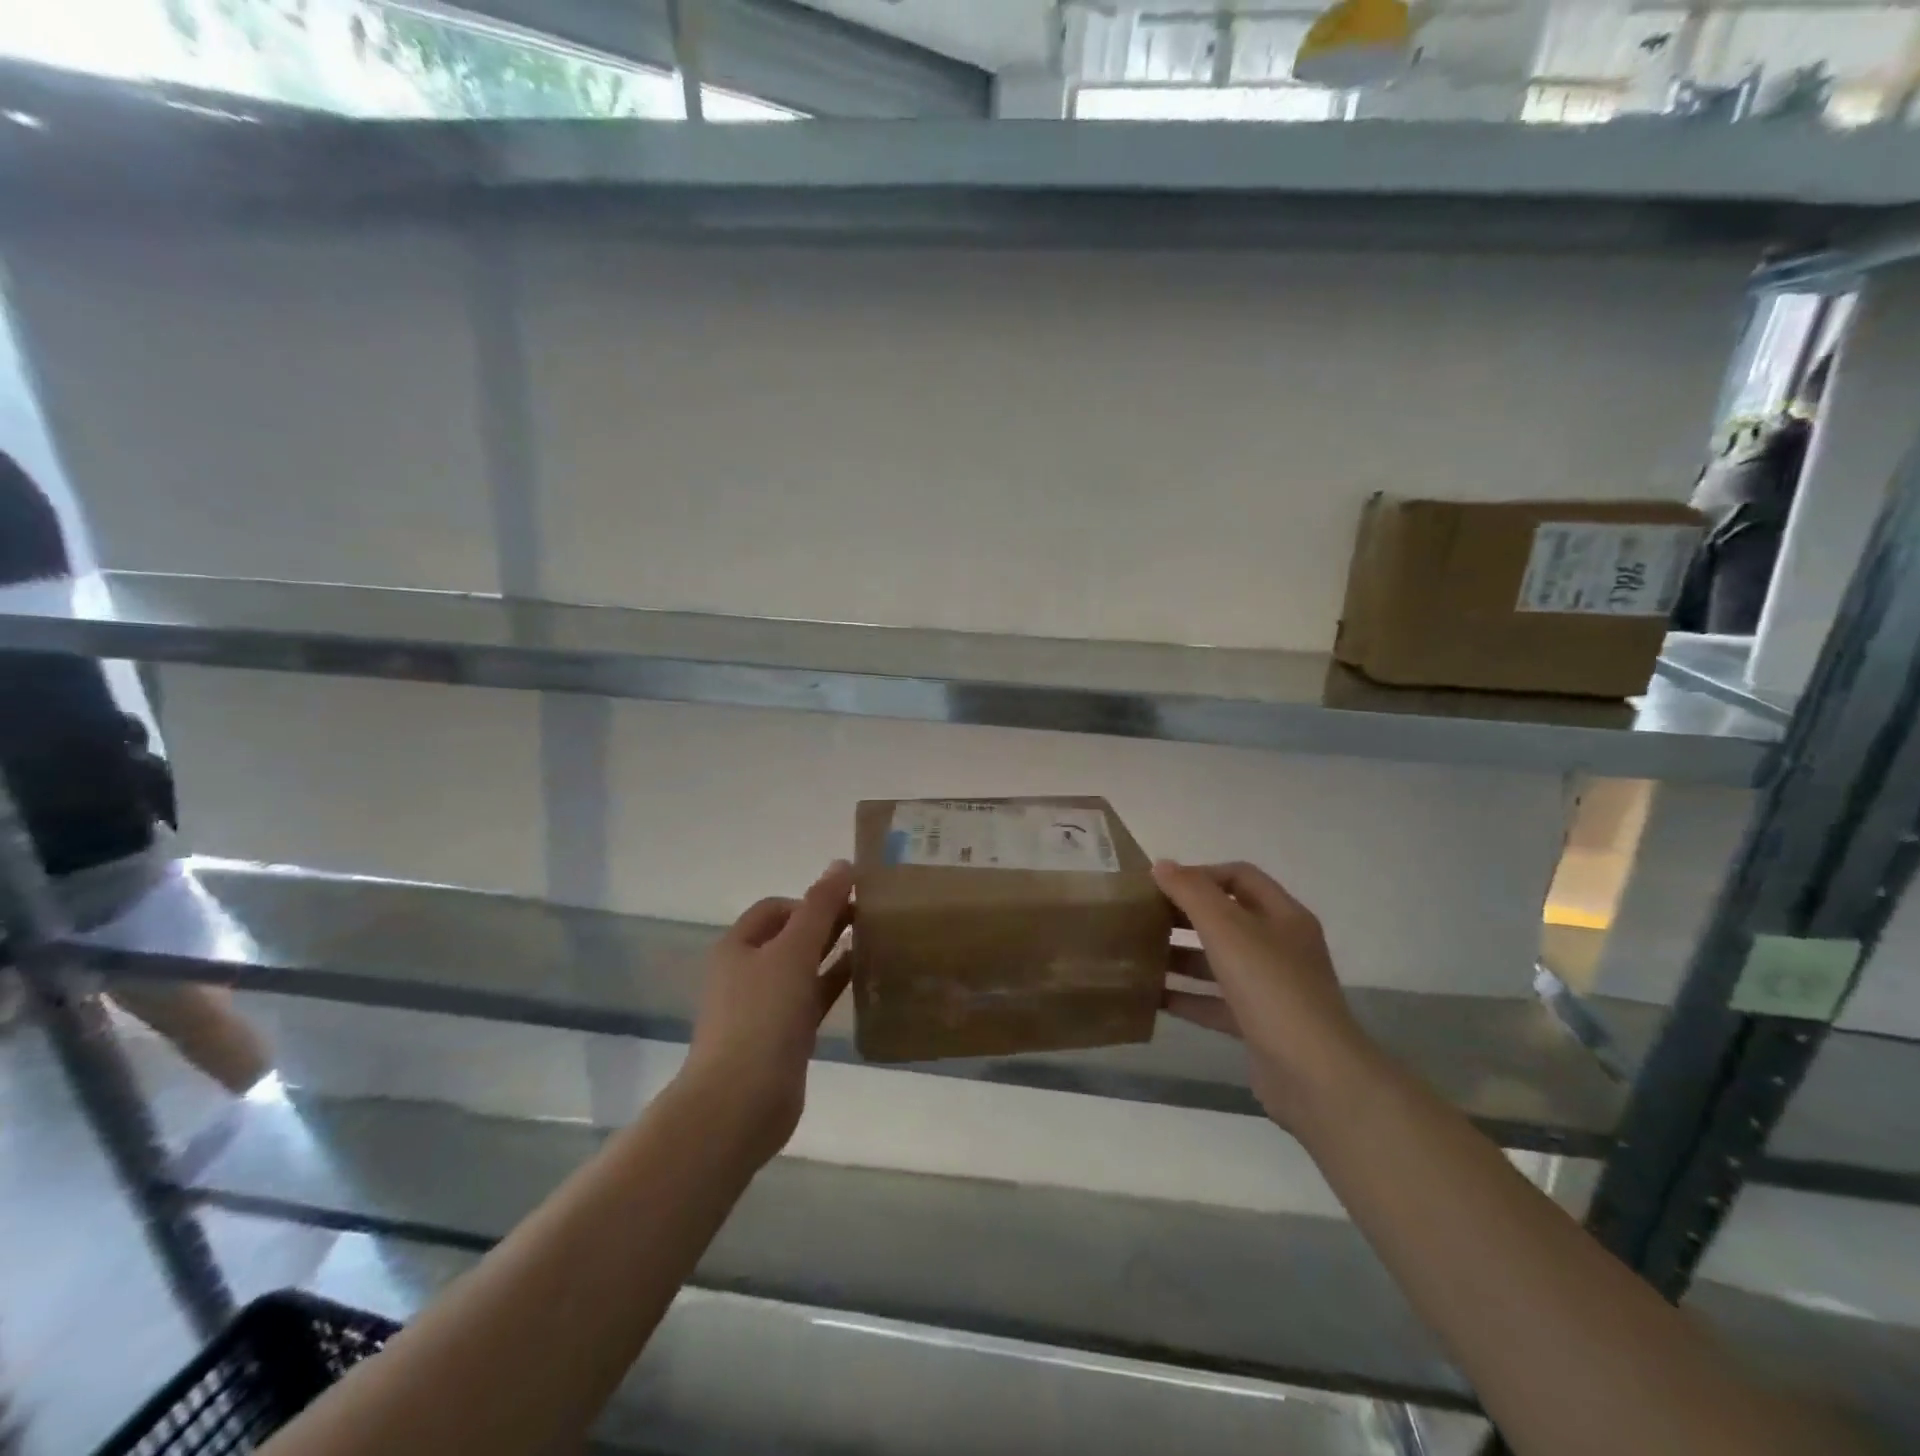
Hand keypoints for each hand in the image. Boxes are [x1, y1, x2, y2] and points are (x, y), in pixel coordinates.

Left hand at [682, 861, 853, 1165]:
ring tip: (876, 941)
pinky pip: (813, 999)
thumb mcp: (793, 951)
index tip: (850, 903)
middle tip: (872, 917)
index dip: (811, 900)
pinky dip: (835, 984)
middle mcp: (748, 972)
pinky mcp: (784, 1037)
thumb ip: (820, 906)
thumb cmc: (762, 1017)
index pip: (777, 908)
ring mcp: (765, 1007)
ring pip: (804, 968)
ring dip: (834, 953)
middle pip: (791, 936)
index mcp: (739, 946)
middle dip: (827, 923)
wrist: (740, 1103)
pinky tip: (866, 977)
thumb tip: (842, 864)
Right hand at [1153, 860, 1375, 1131]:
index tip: (1161, 885)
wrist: (1315, 1076)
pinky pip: (1215, 1001)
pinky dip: (1187, 996)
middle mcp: (1281, 947)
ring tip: (1139, 954)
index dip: (1200, 874)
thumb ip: (1192, 893)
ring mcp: (1272, 989)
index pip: (1239, 877)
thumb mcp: (1227, 930)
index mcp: (1283, 916)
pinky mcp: (1259, 1025)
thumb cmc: (1271, 988)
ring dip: (1182, 955)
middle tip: (1144, 917)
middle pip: (1227, 918)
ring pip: (1219, 961)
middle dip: (1185, 915)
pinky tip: (1152, 996)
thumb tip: (1162, 865)